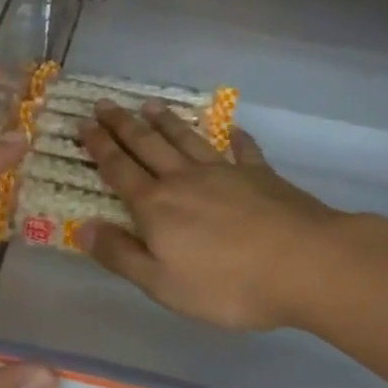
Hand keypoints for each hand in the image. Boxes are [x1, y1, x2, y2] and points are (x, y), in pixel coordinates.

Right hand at [79, 102, 366, 331]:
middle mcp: (184, 179)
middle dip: (123, 124)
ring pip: (186, 139)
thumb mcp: (162, 283)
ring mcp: (224, 172)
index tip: (83, 124)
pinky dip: (235, 138)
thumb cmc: (228, 284)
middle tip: (104, 103)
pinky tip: (231, 129)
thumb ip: (121, 255)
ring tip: (149, 105)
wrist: (305, 265)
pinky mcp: (260, 175)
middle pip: (147, 145)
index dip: (99, 146)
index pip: (119, 169)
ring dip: (165, 121)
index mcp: (156, 206)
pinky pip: (242, 150)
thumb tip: (82, 228)